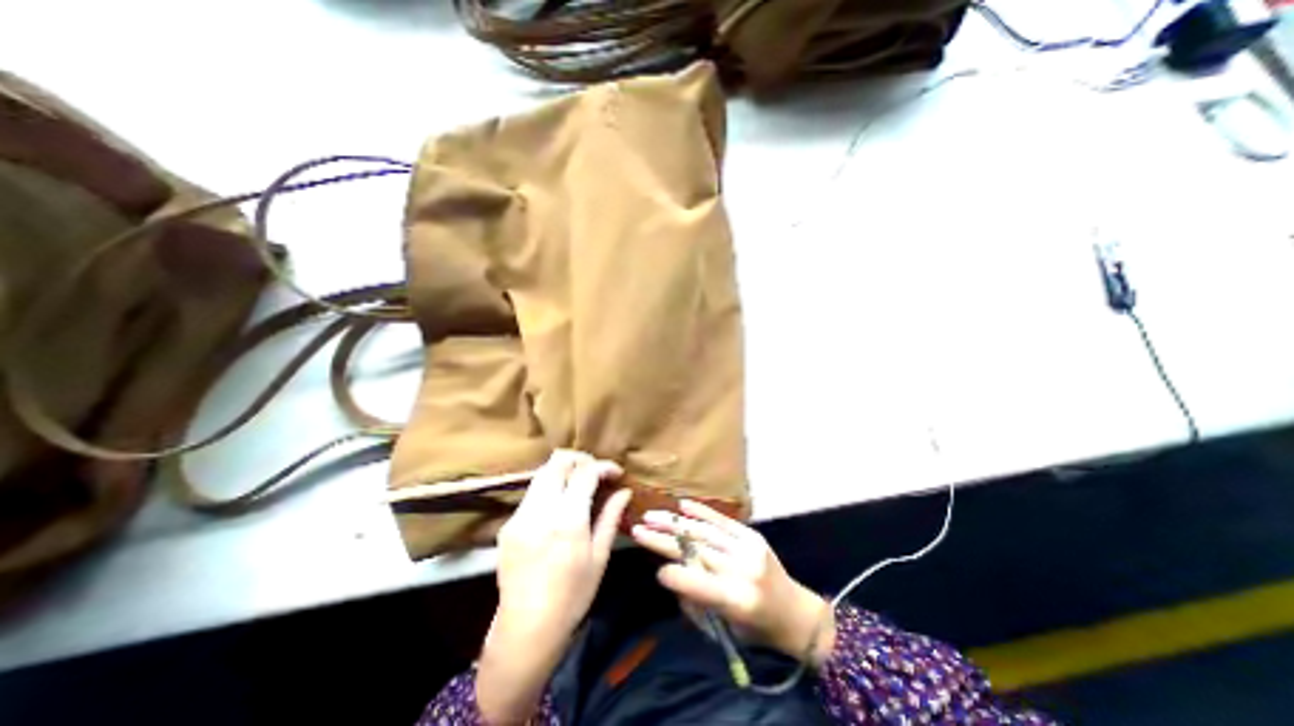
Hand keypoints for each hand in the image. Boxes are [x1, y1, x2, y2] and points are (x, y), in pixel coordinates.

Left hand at [477, 451, 634, 723]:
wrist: (526, 630)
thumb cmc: (572, 596)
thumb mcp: (599, 557)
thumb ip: (610, 517)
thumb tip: (624, 491)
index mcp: (567, 520)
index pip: (585, 472)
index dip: (603, 466)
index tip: (616, 473)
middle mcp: (540, 510)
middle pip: (558, 461)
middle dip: (581, 459)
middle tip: (596, 473)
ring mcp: (520, 515)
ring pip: (542, 472)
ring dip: (564, 470)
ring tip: (579, 484)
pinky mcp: (508, 524)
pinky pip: (532, 492)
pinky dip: (550, 487)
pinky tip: (560, 505)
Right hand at [633, 499, 832, 662]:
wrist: (796, 613)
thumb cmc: (757, 629)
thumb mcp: (725, 627)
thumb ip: (696, 600)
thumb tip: (670, 571)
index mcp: (739, 600)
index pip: (700, 583)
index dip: (676, 575)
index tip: (655, 569)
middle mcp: (744, 569)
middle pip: (697, 550)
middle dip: (664, 539)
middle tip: (638, 530)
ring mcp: (749, 547)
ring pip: (705, 531)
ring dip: (675, 522)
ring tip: (651, 516)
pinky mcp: (752, 535)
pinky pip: (722, 520)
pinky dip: (700, 511)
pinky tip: (682, 505)